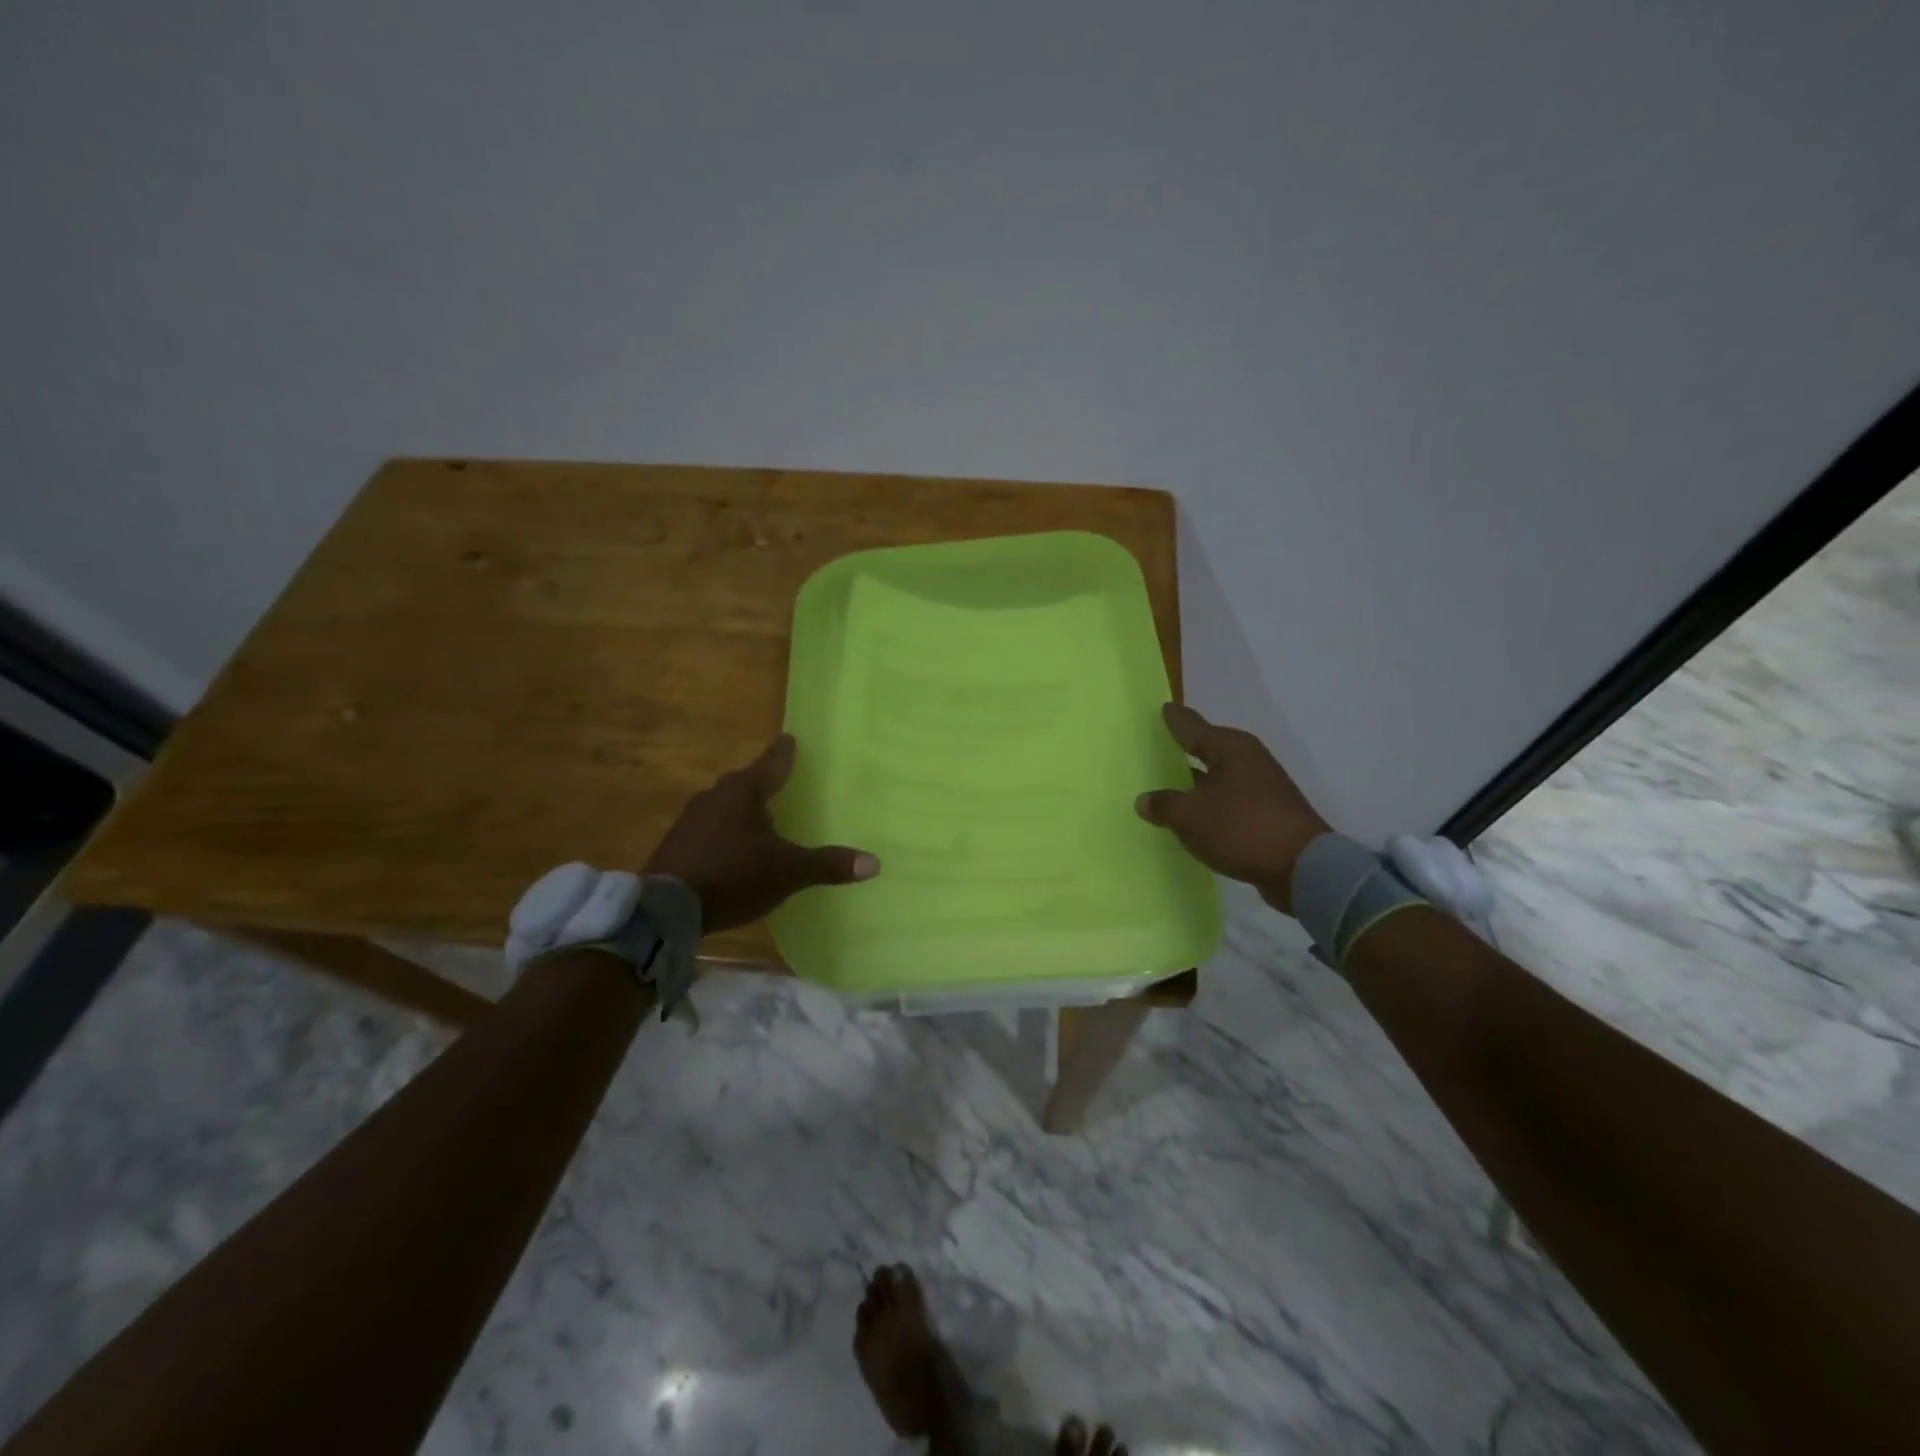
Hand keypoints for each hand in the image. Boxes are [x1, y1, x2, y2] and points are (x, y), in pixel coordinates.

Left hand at [644, 734, 878, 934]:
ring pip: (725, 806)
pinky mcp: (677, 844)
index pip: (772, 763)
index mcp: (744, 792)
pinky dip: (726, 833)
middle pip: (746, 783)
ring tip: (761, 818)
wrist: (664, 908)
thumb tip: (874, 863)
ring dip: (743, 810)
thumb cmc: (733, 875)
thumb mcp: (787, 871)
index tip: (790, 738)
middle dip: (763, 783)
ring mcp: (691, 820)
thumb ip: (827, 864)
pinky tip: (734, 849)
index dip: (785, 752)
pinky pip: (710, 829)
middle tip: (781, 781)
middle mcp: (716, 796)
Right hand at [1135, 703, 1329, 912]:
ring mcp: (1262, 786)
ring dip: (1197, 782)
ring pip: (1219, 777)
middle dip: (1185, 750)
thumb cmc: (1240, 827)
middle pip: (1208, 749)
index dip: (1175, 720)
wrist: (1302, 867)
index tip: (1163, 708)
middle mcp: (1247, 759)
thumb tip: (1145, 800)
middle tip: (1158, 748)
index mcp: (1229, 748)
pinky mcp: (1268, 812)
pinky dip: (1211, 805)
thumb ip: (1164, 805)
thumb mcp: (1189, 816)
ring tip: (1170, 786)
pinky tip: (1195, 816)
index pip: (1192, 726)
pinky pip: (1229, 801)